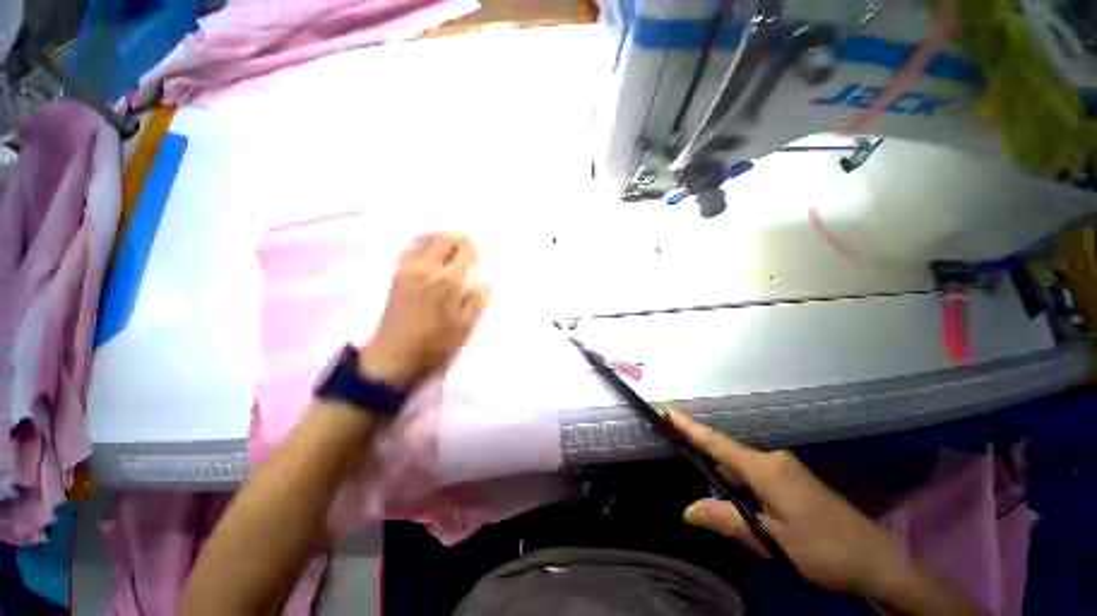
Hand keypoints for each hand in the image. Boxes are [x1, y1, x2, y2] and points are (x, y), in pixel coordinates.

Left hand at [360, 233, 489, 387]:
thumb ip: (476, 303)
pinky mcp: (396, 274)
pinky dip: (422, 245)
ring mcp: (408, 268)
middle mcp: (427, 268)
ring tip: (448, 248)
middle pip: (446, 239)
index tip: (479, 258)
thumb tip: (484, 283)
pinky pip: (411, 248)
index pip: (466, 251)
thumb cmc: (432, 347)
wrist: (393, 355)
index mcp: (448, 281)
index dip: (475, 252)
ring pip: (427, 239)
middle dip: (459, 241)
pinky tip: (427, 254)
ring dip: (440, 239)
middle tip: (466, 250)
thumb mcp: (463, 330)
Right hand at [668, 411, 906, 598]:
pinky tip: (744, 519)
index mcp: (771, 471)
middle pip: (733, 462)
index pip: (723, 447)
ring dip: (728, 491)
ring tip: (716, 510)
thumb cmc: (818, 547)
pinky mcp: (798, 488)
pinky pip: (761, 486)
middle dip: (710, 473)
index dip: (695, 432)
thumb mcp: (769, 539)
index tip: (670, 414)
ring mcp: (791, 475)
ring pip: (747, 477)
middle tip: (692, 494)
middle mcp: (780, 465)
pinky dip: (745, 497)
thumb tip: (689, 508)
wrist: (863, 554)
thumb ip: (730, 521)